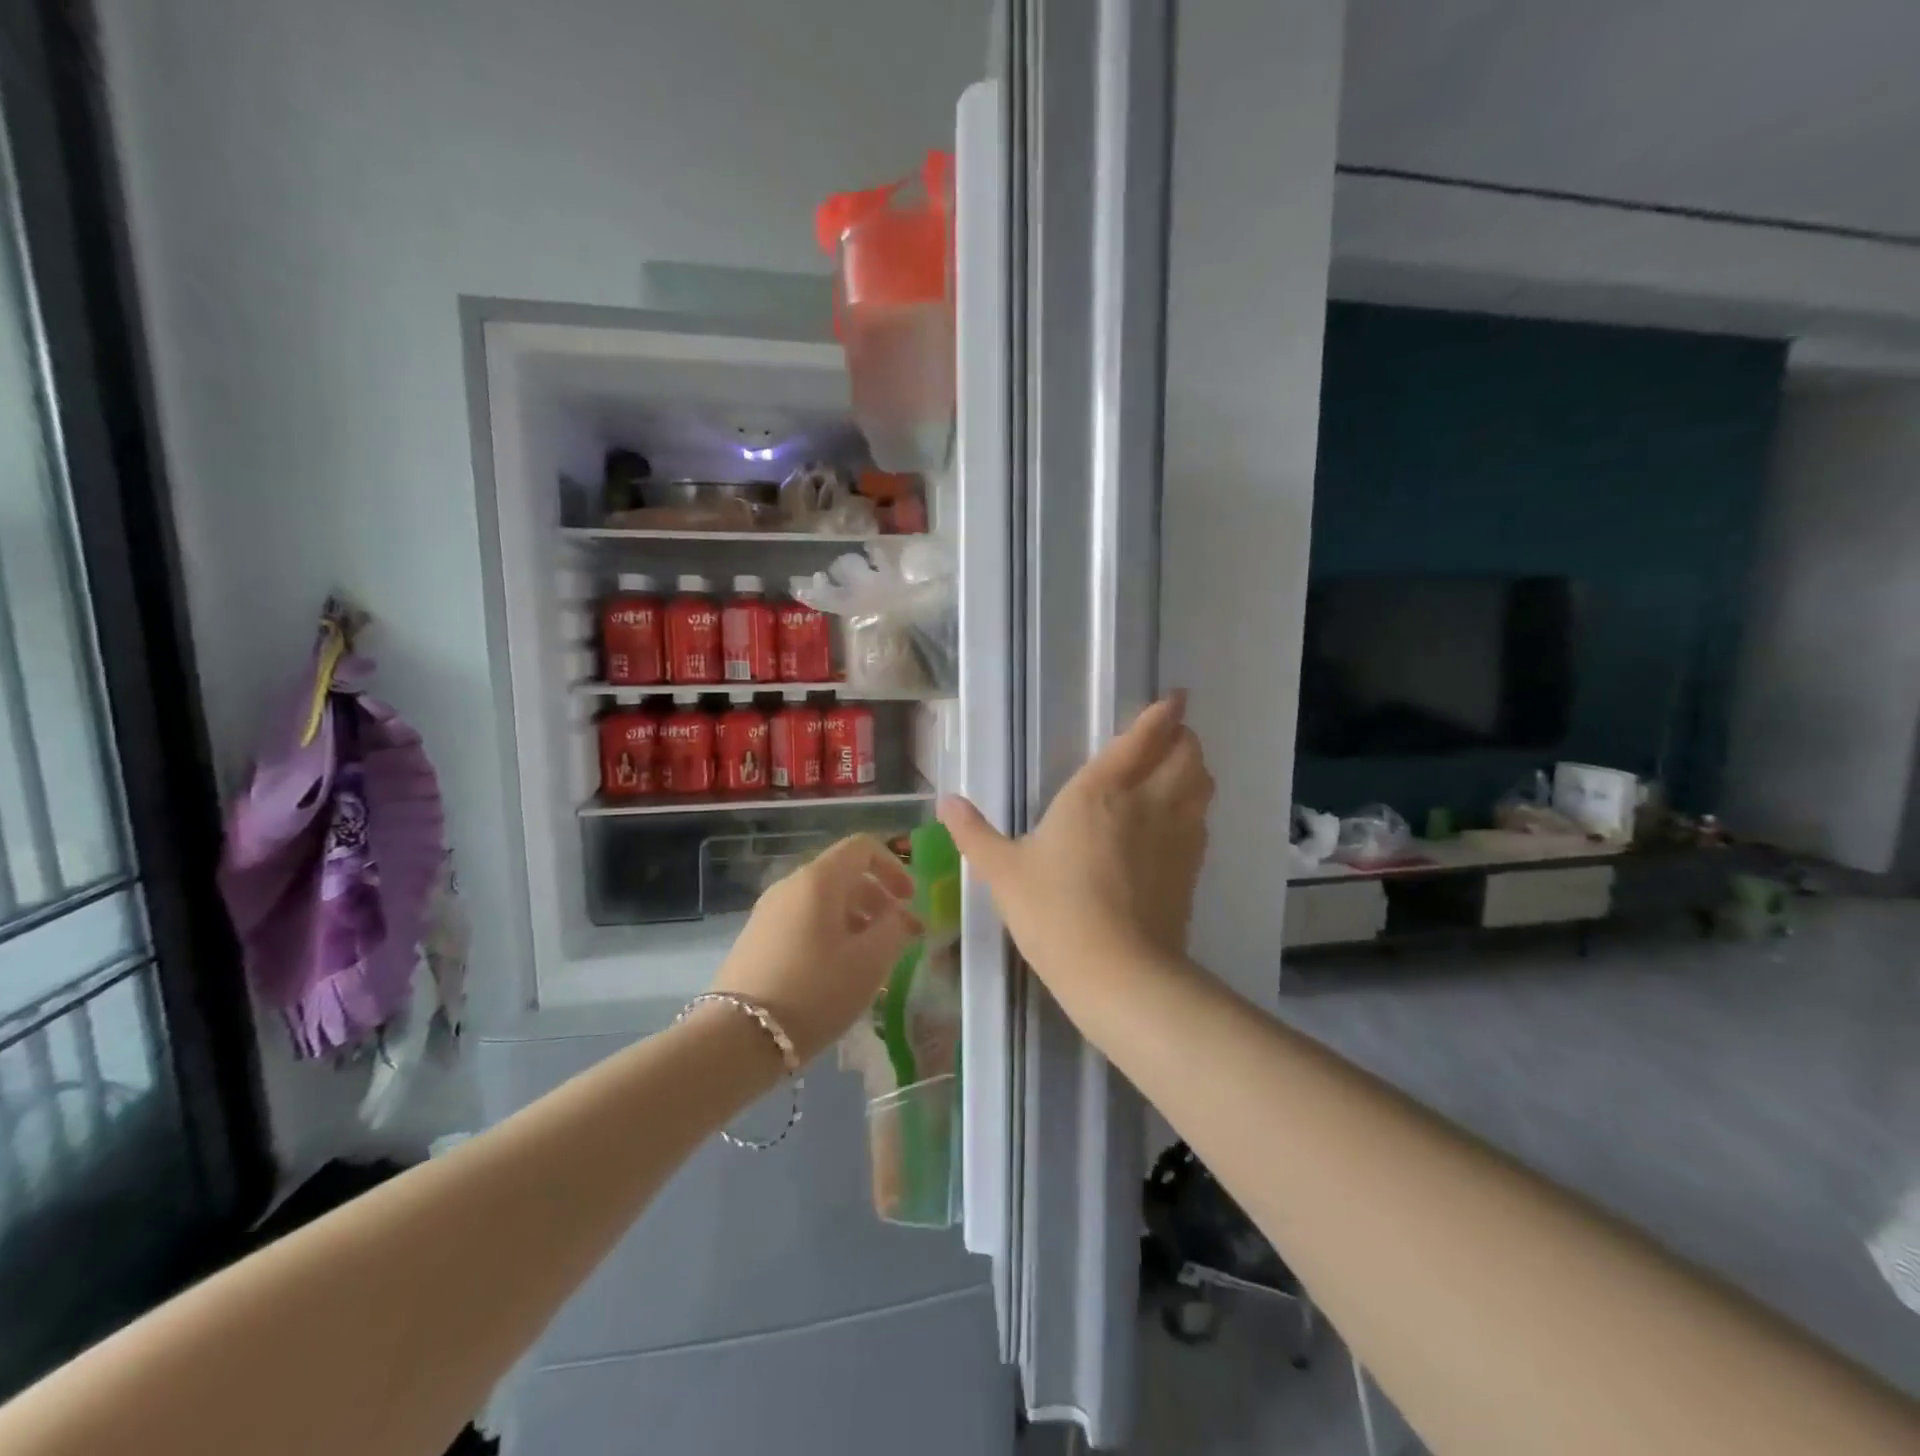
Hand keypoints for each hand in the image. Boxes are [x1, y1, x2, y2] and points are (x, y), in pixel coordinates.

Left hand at [710, 833, 920, 1063]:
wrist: (738, 1038)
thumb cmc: (816, 991)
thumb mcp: (870, 962)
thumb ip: (895, 929)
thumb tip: (900, 915)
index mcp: (819, 879)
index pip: (862, 847)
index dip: (893, 867)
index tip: (910, 901)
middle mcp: (790, 885)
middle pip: (843, 874)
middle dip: (877, 899)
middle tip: (898, 936)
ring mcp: (768, 911)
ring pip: (823, 900)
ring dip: (855, 919)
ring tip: (870, 959)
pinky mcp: (756, 939)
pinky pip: (803, 921)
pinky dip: (829, 933)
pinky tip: (837, 971)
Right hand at [938, 692, 1212, 994]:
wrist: (1116, 971)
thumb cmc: (1053, 910)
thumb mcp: (1002, 871)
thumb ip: (974, 833)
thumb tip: (946, 802)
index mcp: (1099, 791)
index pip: (1142, 738)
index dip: (1163, 714)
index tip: (1175, 698)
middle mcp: (1147, 802)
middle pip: (1185, 754)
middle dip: (1184, 737)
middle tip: (1172, 734)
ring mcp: (1176, 835)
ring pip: (1202, 784)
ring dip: (1196, 768)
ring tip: (1181, 767)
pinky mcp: (1191, 868)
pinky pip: (1202, 820)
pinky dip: (1197, 807)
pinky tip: (1181, 819)